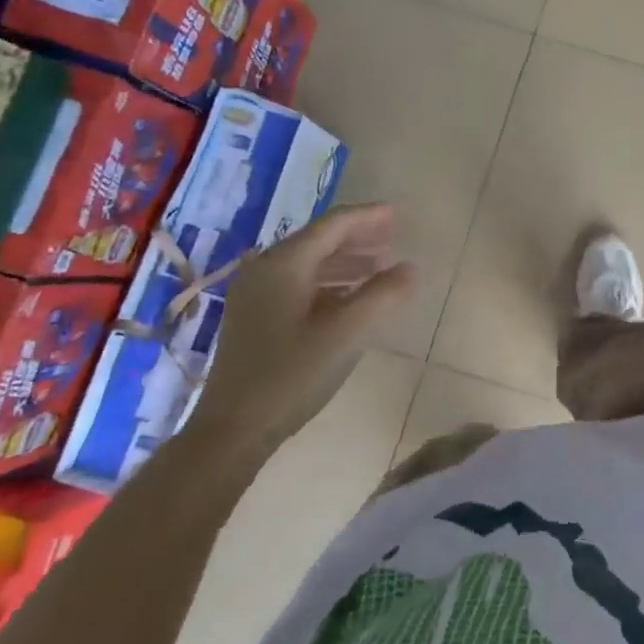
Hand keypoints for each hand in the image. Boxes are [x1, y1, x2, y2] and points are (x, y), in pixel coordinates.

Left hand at [181, 203, 414, 472]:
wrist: (232, 430)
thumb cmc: (291, 376)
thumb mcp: (346, 334)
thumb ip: (382, 296)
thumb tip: (411, 267)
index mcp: (284, 264)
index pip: (333, 225)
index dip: (368, 217)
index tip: (399, 214)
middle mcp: (265, 270)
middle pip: (319, 240)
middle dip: (358, 237)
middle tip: (394, 237)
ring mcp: (255, 295)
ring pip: (309, 263)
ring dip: (346, 261)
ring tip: (380, 266)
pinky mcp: (255, 318)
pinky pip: (299, 284)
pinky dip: (329, 282)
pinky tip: (349, 297)